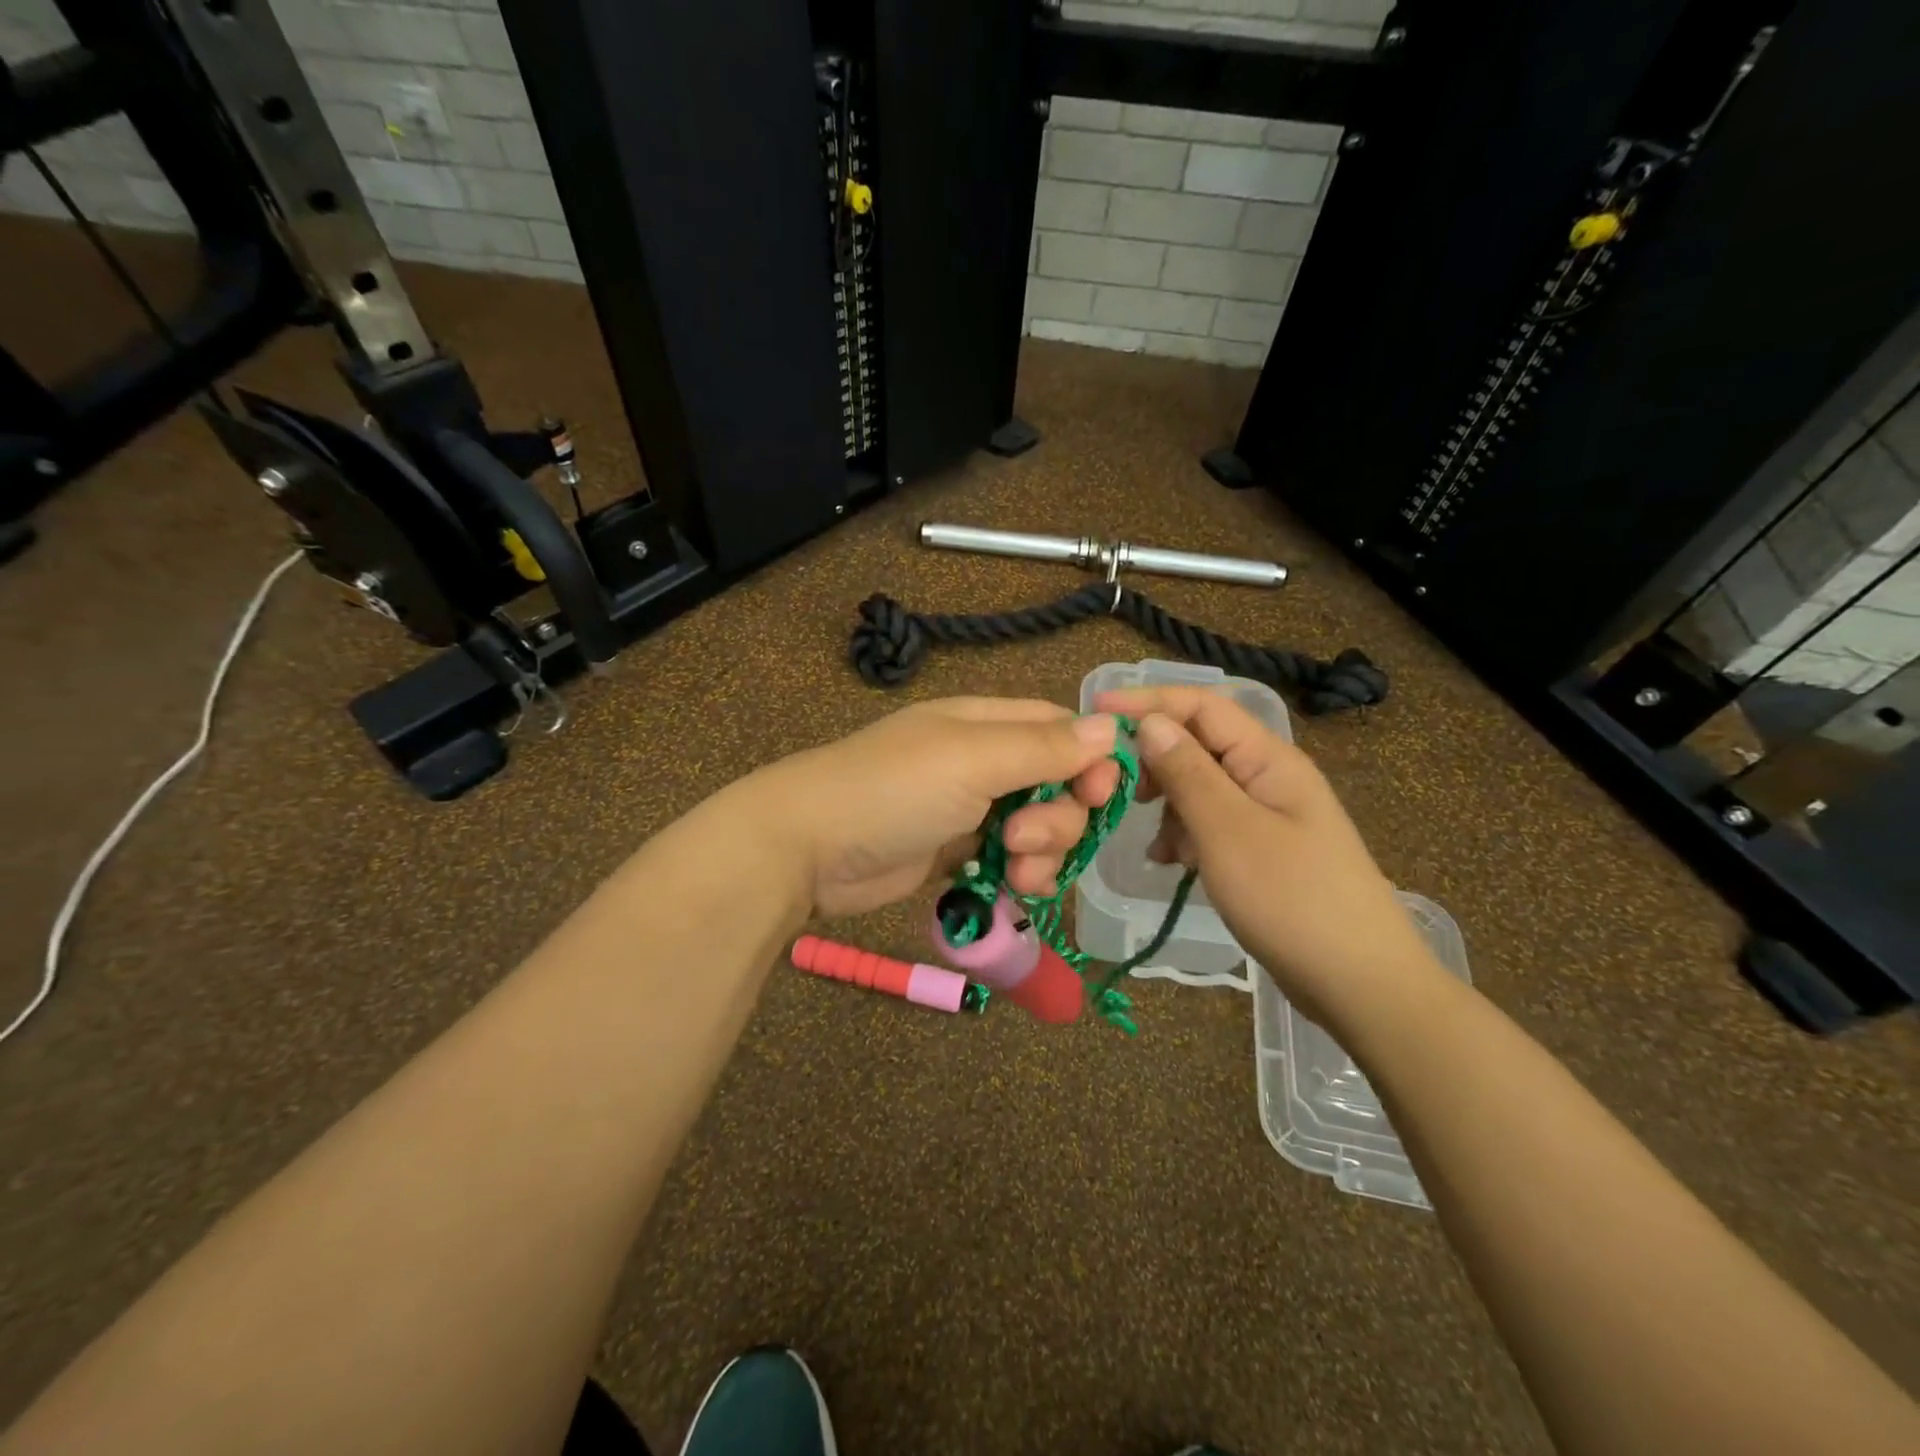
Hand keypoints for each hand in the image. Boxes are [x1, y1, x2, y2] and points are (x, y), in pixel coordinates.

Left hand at [750, 698, 1121, 918]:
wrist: (809, 849)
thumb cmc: (894, 790)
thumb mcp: (972, 759)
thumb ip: (1044, 747)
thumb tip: (1113, 727)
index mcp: (985, 723)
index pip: (1060, 729)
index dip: (1090, 759)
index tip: (1100, 795)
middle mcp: (983, 761)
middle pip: (1057, 784)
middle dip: (1059, 817)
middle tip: (1024, 838)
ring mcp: (969, 809)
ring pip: (1038, 827)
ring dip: (1042, 852)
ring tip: (1014, 870)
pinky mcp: (956, 853)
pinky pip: (1010, 860)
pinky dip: (1020, 874)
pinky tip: (1012, 888)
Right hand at [1094, 687, 1440, 1026]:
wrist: (1362, 985)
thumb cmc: (1293, 900)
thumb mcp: (1228, 831)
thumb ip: (1187, 772)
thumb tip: (1150, 722)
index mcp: (1267, 758)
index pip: (1201, 705)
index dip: (1148, 701)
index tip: (1096, 709)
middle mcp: (1268, 776)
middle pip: (1198, 744)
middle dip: (1155, 761)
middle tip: (1119, 791)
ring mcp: (1267, 815)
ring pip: (1200, 787)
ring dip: (1169, 807)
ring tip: (1157, 846)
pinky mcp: (1263, 850)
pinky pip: (1211, 825)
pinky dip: (1185, 836)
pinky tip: (1173, 864)